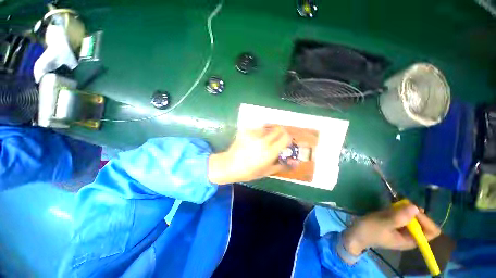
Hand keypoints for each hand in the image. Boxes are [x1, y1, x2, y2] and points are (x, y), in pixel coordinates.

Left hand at [208, 125, 291, 184]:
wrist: (229, 165)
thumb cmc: (249, 171)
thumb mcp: (267, 172)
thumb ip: (282, 165)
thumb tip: (295, 162)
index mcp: (270, 152)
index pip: (286, 137)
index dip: (288, 138)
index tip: (286, 142)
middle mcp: (263, 140)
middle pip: (278, 128)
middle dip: (281, 132)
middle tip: (277, 138)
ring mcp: (253, 134)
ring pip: (268, 127)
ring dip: (269, 132)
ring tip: (264, 140)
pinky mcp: (246, 131)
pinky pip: (257, 129)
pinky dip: (259, 132)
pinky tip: (254, 140)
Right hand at [343, 204, 440, 255]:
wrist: (355, 234)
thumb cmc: (369, 230)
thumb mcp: (381, 223)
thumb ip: (397, 217)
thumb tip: (415, 207)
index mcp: (411, 241)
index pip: (431, 231)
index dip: (425, 219)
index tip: (410, 209)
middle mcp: (411, 236)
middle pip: (424, 223)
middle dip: (414, 212)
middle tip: (401, 204)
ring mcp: (404, 230)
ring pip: (415, 218)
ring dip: (406, 210)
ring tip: (395, 204)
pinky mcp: (396, 225)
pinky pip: (405, 216)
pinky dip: (401, 210)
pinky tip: (391, 207)